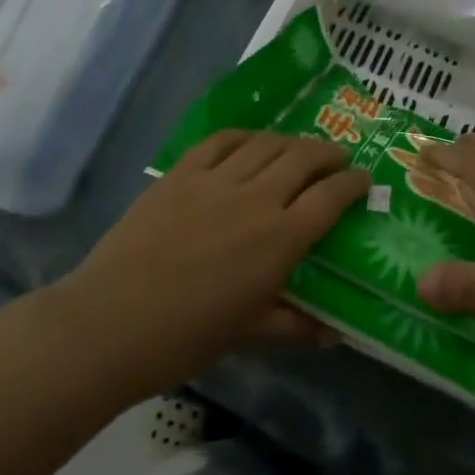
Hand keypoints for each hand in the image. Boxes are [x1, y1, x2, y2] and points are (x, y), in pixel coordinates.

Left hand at [60, 131, 367, 400]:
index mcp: (280, 239)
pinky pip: (221, 141)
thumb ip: (295, 325)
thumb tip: (337, 335)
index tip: (364, 179)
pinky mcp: (181, 173)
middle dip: (328, 154)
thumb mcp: (247, 334)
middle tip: (337, 159)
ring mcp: (216, 180)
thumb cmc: (185, 337)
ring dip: (291, 141)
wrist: (109, 324)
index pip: (331, 197)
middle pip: (304, 158)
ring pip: (266, 144)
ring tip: (299, 149)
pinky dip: (245, 136)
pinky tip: (250, 142)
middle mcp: (256, 199)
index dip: (353, 183)